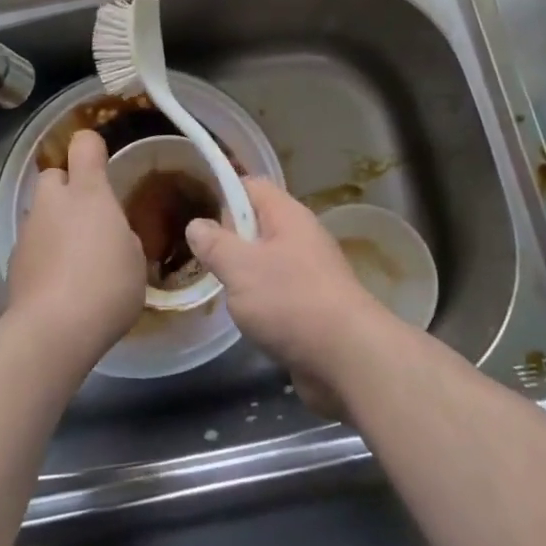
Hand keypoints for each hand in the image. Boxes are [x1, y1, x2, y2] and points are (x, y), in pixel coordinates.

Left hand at [7, 130, 144, 362]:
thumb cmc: (106, 285)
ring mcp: (28, 232)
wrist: (53, 331)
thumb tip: (110, 237)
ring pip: (41, 214)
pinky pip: (32, 247)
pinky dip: (44, 257)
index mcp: (88, 192)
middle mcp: (53, 202)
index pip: (84, 146)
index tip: (102, 163)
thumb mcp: (134, 258)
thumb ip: (122, 236)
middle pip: (54, 176)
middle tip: (89, 218)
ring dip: (55, 225)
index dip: (92, 148)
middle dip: (67, 189)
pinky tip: (59, 285)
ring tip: (75, 260)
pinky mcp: (13, 264)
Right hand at [185, 179, 391, 416]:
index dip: (224, 195)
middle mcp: (301, 236)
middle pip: (257, 224)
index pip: (251, 186)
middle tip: (205, 262)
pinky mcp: (315, 306)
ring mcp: (311, 272)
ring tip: (221, 292)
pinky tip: (248, 321)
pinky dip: (262, 303)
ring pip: (267, 261)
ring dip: (244, 276)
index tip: (199, 218)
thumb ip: (214, 244)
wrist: (349, 359)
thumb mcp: (240, 267)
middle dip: (230, 241)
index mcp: (287, 215)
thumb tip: (197, 225)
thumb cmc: (290, 301)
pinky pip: (279, 292)